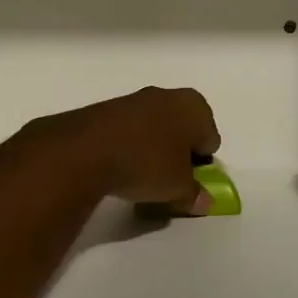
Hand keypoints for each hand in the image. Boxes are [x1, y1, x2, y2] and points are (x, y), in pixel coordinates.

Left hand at [37, 87, 221, 212]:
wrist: (87, 149)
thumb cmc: (147, 163)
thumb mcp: (178, 188)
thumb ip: (195, 195)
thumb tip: (203, 202)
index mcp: (195, 107)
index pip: (210, 139)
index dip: (201, 164)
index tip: (188, 182)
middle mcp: (170, 95)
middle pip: (184, 130)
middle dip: (179, 153)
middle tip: (168, 179)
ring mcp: (137, 98)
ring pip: (156, 128)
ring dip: (154, 149)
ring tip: (141, 176)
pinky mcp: (109, 108)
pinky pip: (131, 130)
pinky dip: (131, 145)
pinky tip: (120, 166)